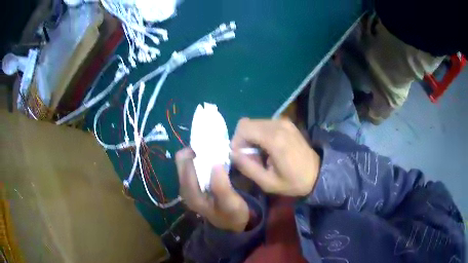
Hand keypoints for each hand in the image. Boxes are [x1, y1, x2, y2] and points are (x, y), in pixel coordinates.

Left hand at [175, 148, 248, 231]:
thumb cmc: (233, 214)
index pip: (186, 164)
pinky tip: (213, 162)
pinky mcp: (194, 186)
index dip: (196, 152)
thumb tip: (215, 163)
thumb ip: (221, 185)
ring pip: (186, 162)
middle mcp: (185, 188)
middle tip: (213, 148)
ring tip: (215, 153)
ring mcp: (188, 187)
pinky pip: (192, 167)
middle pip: (182, 161)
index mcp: (190, 193)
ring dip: (199, 155)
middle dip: (196, 151)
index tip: (212, 145)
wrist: (234, 225)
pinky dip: (201, 160)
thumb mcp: (230, 203)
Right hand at [231, 118, 319, 196]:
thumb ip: (248, 167)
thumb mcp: (268, 182)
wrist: (317, 173)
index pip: (243, 128)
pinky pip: (264, 124)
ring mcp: (283, 122)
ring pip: (254, 123)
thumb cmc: (293, 182)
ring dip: (251, 137)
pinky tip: (268, 148)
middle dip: (243, 140)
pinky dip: (260, 134)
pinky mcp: (286, 123)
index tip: (241, 157)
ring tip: (260, 154)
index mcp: (274, 139)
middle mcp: (278, 125)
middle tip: (250, 156)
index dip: (236, 141)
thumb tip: (233, 153)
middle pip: (247, 123)